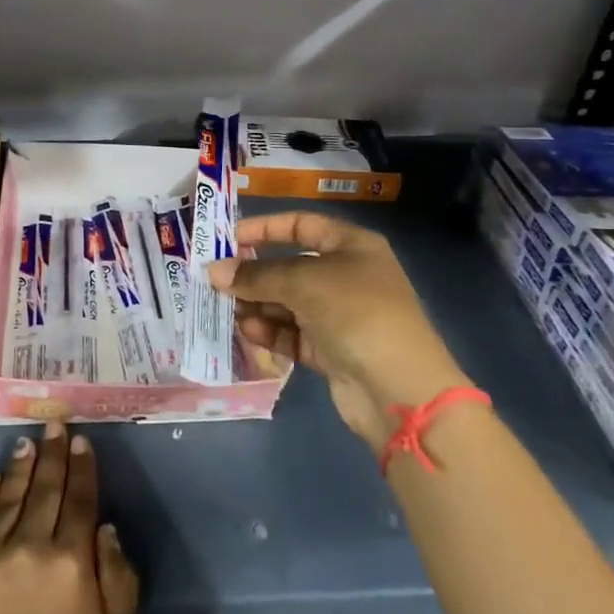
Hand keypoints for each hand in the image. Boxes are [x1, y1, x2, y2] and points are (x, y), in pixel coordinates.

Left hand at [0, 422, 139, 613]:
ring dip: (21, 467)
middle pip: (45, 490)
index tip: (81, 441)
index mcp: (70, 562)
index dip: (82, 468)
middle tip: (54, 424)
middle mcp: (30, 547)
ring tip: (27, 441)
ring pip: (9, 498)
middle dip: (53, 454)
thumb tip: (106, 528)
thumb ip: (117, 579)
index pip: (78, 501)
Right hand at [209, 212, 471, 452]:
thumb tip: (214, 271)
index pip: (302, 225)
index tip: (229, 238)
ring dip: (257, 305)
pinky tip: (247, 331)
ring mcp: (340, 315)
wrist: (399, 388)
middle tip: (216, 281)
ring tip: (226, 309)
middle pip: (290, 267)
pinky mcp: (331, 350)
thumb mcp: (302, 282)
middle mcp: (346, 276)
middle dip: (254, 274)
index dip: (265, 229)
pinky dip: (270, 331)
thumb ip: (256, 275)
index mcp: (351, 246)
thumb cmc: (355, 312)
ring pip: (288, 303)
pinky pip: (293, 333)